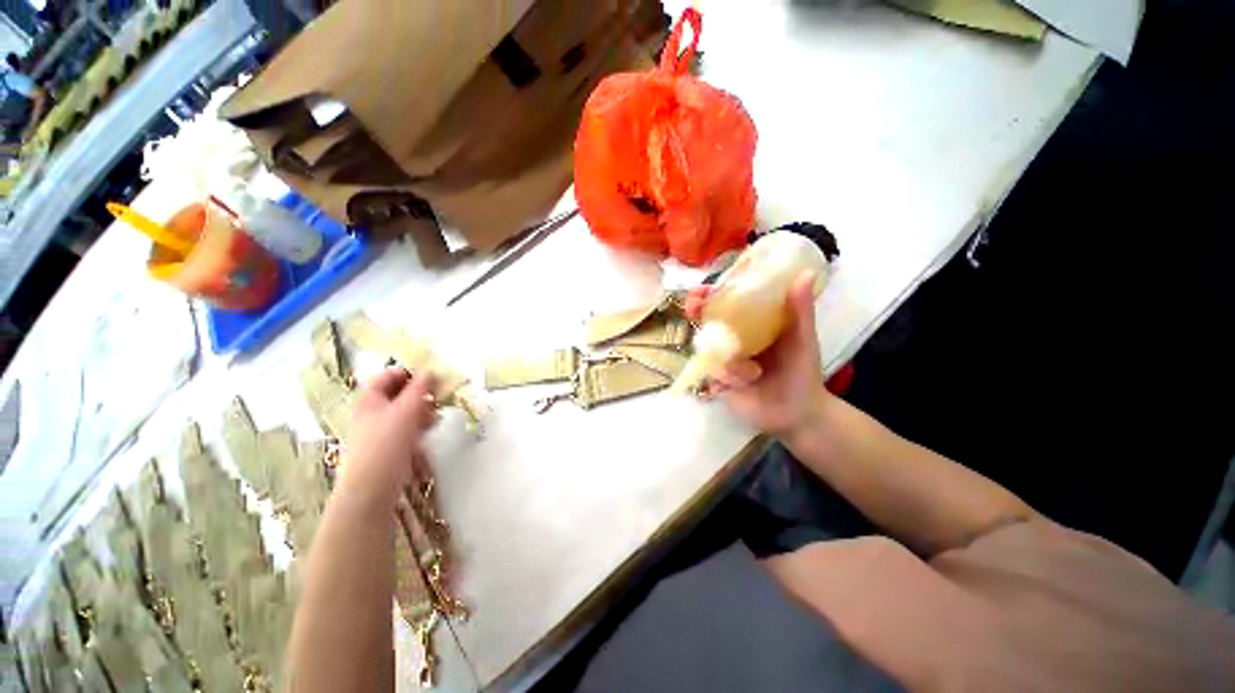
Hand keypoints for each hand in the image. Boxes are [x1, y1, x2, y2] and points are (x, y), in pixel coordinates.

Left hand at [339, 368, 438, 504]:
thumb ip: (419, 389)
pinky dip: (420, 422)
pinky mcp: (390, 443)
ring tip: (437, 413)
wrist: (373, 487)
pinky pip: (407, 425)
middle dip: (421, 392)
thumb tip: (430, 371)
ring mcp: (381, 428)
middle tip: (439, 395)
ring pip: (406, 409)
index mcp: (370, 398)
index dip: (410, 373)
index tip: (432, 378)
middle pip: (399, 392)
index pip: (390, 375)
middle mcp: (373, 410)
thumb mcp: (405, 410)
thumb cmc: (386, 443)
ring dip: (423, 408)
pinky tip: (431, 426)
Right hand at [684, 271, 828, 438]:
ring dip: (727, 359)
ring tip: (753, 373)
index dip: (711, 292)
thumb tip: (806, 273)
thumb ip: (800, 309)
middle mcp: (733, 337)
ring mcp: (723, 357)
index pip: (726, 301)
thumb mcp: (803, 338)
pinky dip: (729, 376)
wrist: (797, 413)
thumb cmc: (801, 372)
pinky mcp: (718, 379)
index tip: (702, 288)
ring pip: (708, 348)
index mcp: (751, 322)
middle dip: (696, 311)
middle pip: (706, 318)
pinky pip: (712, 371)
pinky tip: (747, 383)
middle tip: (694, 308)